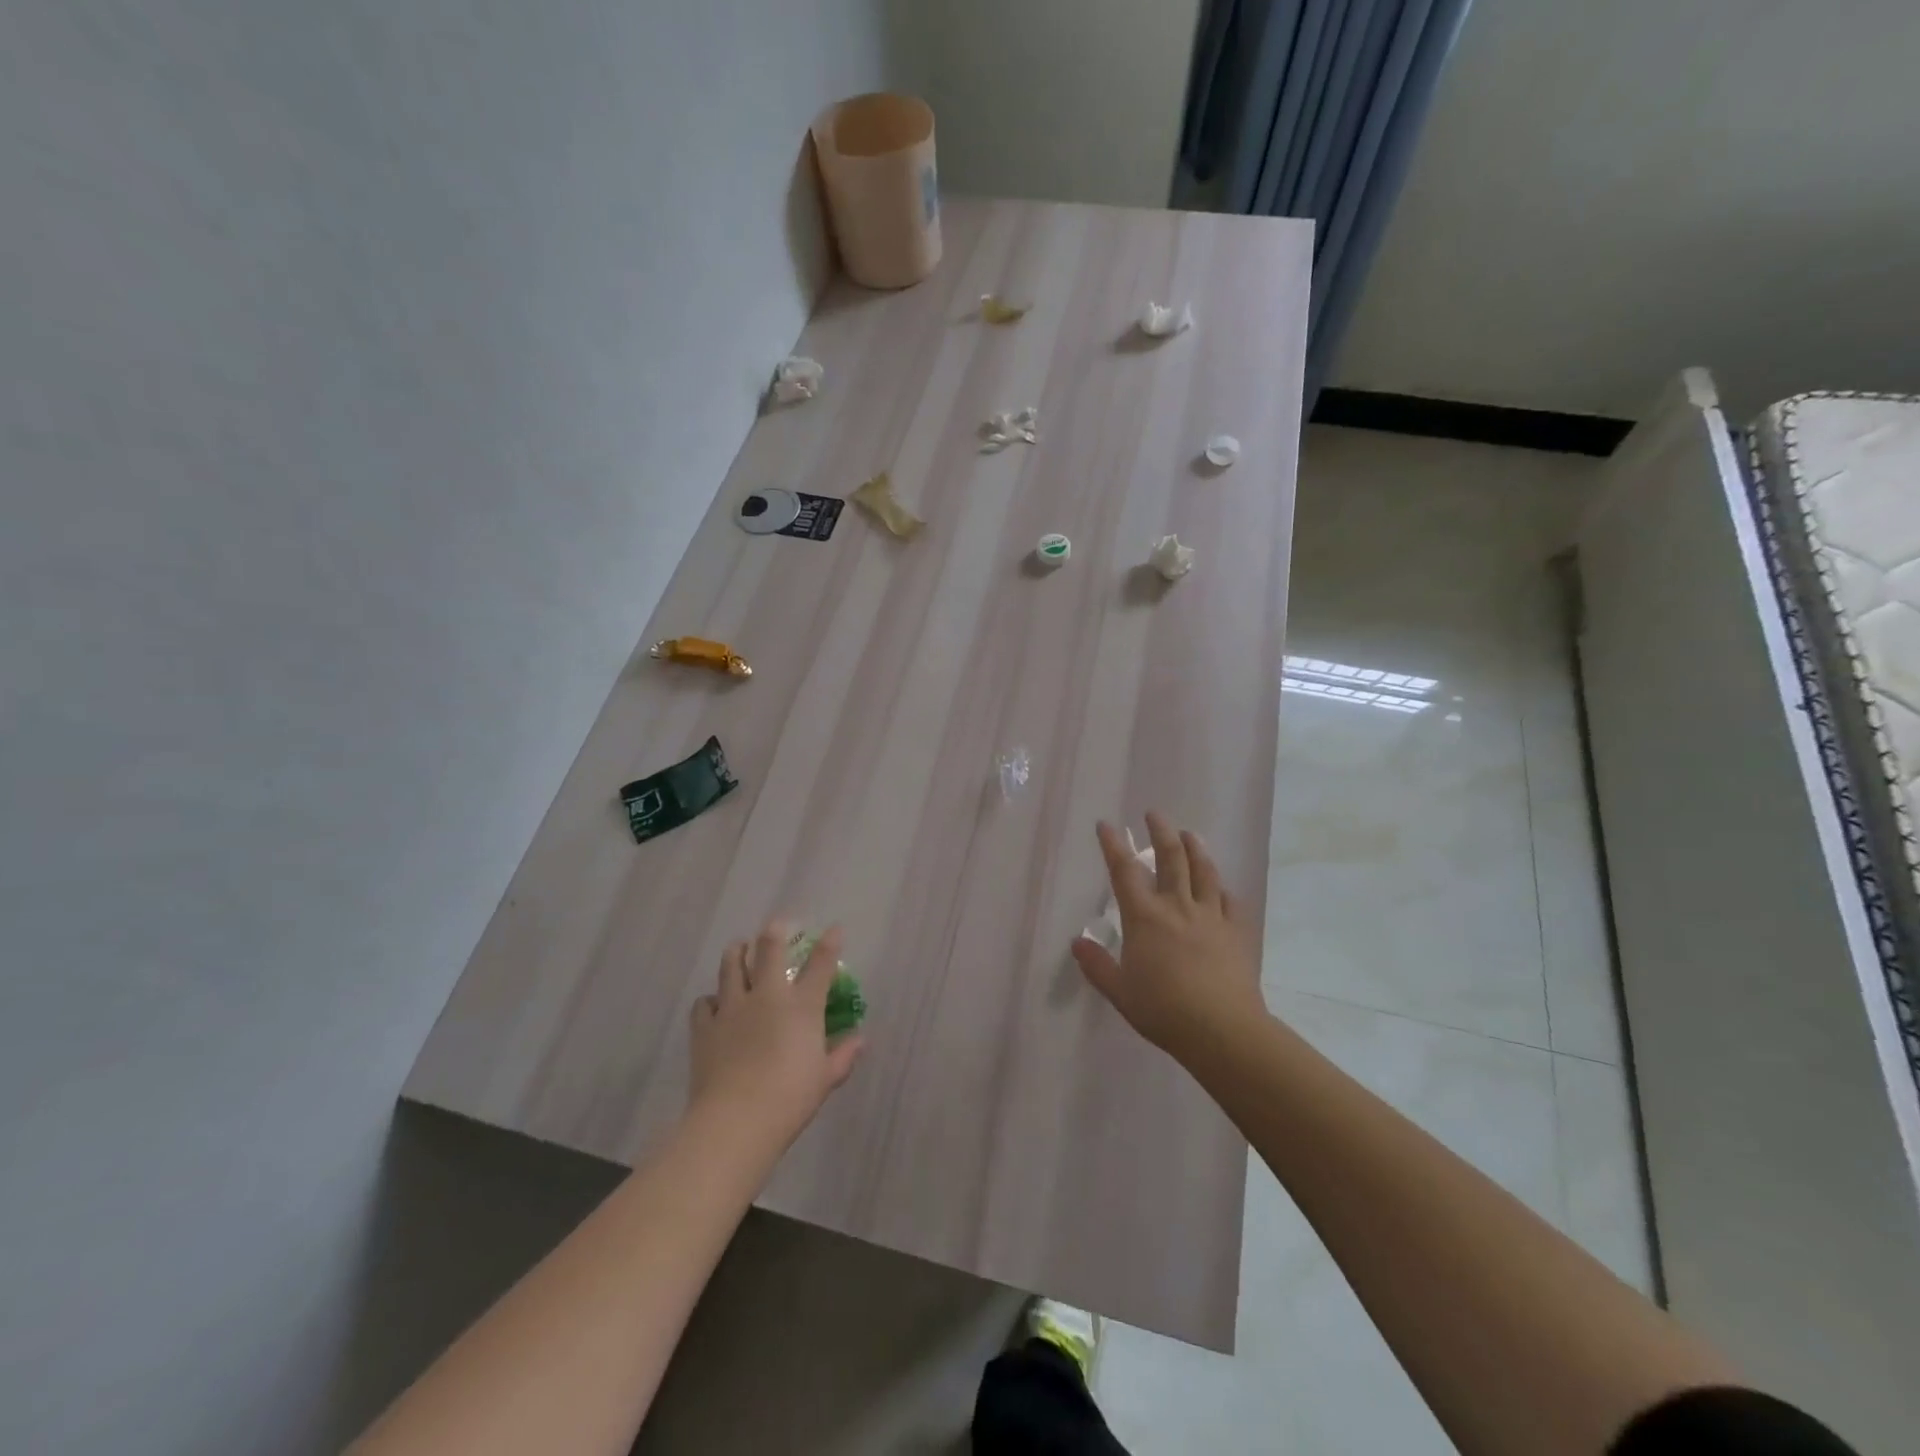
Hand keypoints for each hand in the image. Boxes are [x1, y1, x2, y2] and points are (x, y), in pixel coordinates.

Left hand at [688, 921, 864, 1154]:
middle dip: (774, 931)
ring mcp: (732, 1008)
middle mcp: (767, 996)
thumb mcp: (825, 1079)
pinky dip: (711, 999)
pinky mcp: (705, 1027)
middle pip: (769, 949)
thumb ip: (843, 1056)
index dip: (829, 943)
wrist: (735, 1121)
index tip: (834, 929)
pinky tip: (715, 1005)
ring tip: (739, 948)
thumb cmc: (789, 1099)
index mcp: (802, 1006)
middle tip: (777, 925)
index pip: (820, 964)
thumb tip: (860, 1040)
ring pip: (731, 965)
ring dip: (737, 952)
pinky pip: (705, 1002)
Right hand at [1070, 812, 1266, 1061]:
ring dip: (1195, 847)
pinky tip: (1221, 887)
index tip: (1106, 824)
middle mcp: (1177, 906)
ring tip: (1190, 834)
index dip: (1113, 844)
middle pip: (1170, 857)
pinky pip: (1231, 901)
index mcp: (1144, 917)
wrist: (1222, 1030)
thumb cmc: (1163, 1010)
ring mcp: (1211, 916)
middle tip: (1155, 814)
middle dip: (1161, 831)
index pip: (1124, 870)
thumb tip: (1077, 942)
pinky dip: (1222, 889)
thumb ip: (1097, 965)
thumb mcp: (1120, 991)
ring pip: (1204, 871)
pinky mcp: (1237, 931)